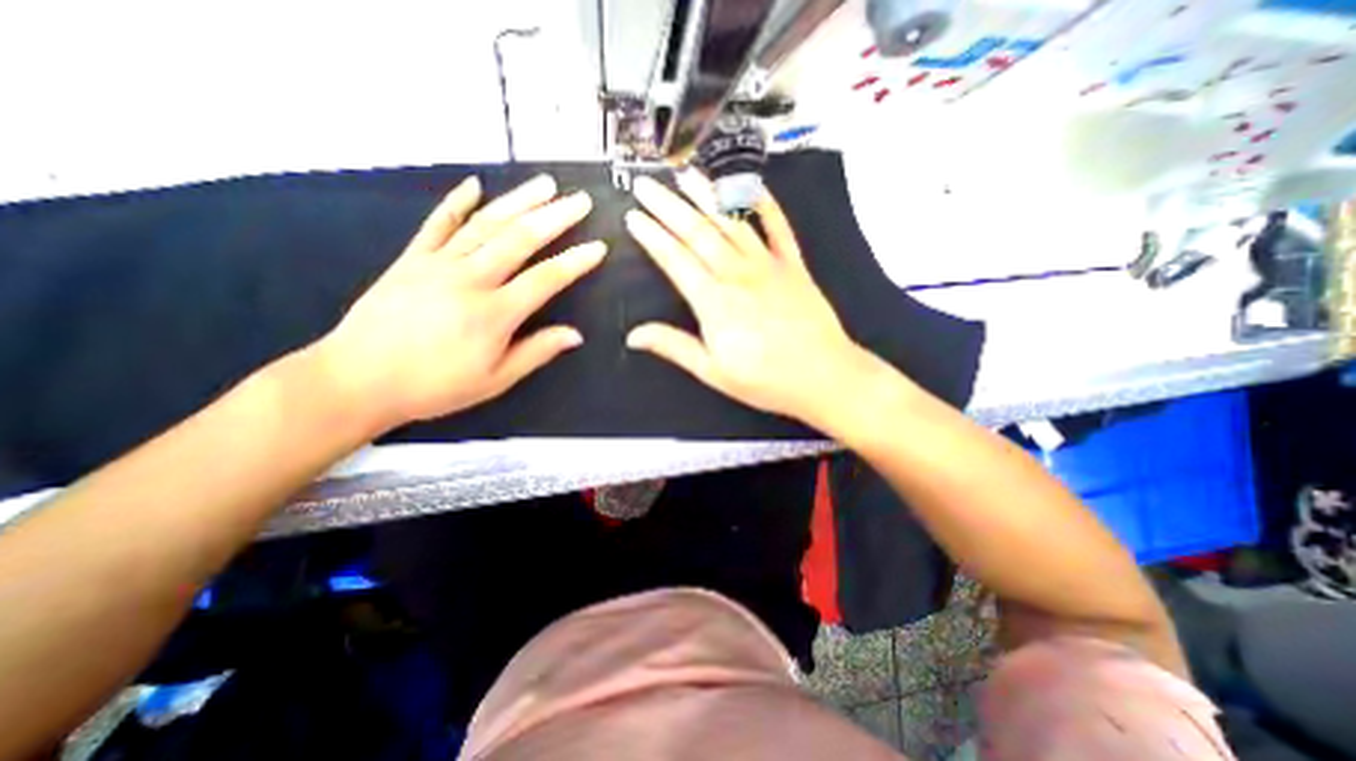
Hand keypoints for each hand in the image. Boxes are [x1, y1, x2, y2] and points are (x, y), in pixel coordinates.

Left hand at [317, 173, 606, 431]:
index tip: (598, 247)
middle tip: (579, 200)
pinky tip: (475, 185)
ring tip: (545, 185)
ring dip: (519, 201)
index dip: (575, 262)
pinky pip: (438, 224)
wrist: (357, 379)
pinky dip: (457, 202)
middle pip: (519, 239)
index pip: (546, 279)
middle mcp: (470, 280)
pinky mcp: (412, 259)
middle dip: (555, 217)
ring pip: (486, 224)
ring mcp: (438, 264)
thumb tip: (575, 335)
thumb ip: (536, 352)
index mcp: (494, 313)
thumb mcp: (495, 380)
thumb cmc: (435, 386)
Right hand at [624, 174, 867, 426]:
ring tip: (685, 174)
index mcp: (714, 302)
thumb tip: (633, 335)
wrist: (823, 376)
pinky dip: (765, 204)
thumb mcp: (713, 371)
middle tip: (645, 184)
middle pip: (698, 232)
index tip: (633, 216)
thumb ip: (673, 347)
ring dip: (706, 195)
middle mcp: (738, 274)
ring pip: (732, 221)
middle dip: (668, 205)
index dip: (652, 236)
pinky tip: (751, 185)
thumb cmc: (765, 379)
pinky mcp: (794, 265)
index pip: (675, 260)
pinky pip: (779, 226)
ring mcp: (768, 265)